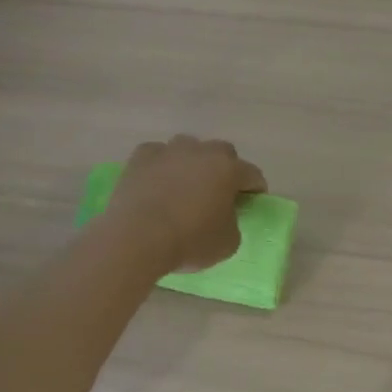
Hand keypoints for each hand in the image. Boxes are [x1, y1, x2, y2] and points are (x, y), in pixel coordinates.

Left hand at [107, 135, 266, 272]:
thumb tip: (224, 215)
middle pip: (222, 153)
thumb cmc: (190, 241)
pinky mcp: (141, 157)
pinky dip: (161, 166)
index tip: (251, 203)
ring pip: (189, 148)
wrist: (137, 238)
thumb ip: (233, 222)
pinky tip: (157, 183)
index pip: (253, 175)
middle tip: (219, 193)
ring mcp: (169, 150)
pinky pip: (158, 155)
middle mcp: (202, 152)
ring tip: (185, 186)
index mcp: (229, 170)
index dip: (255, 189)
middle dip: (225, 170)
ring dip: (192, 163)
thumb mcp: (228, 242)